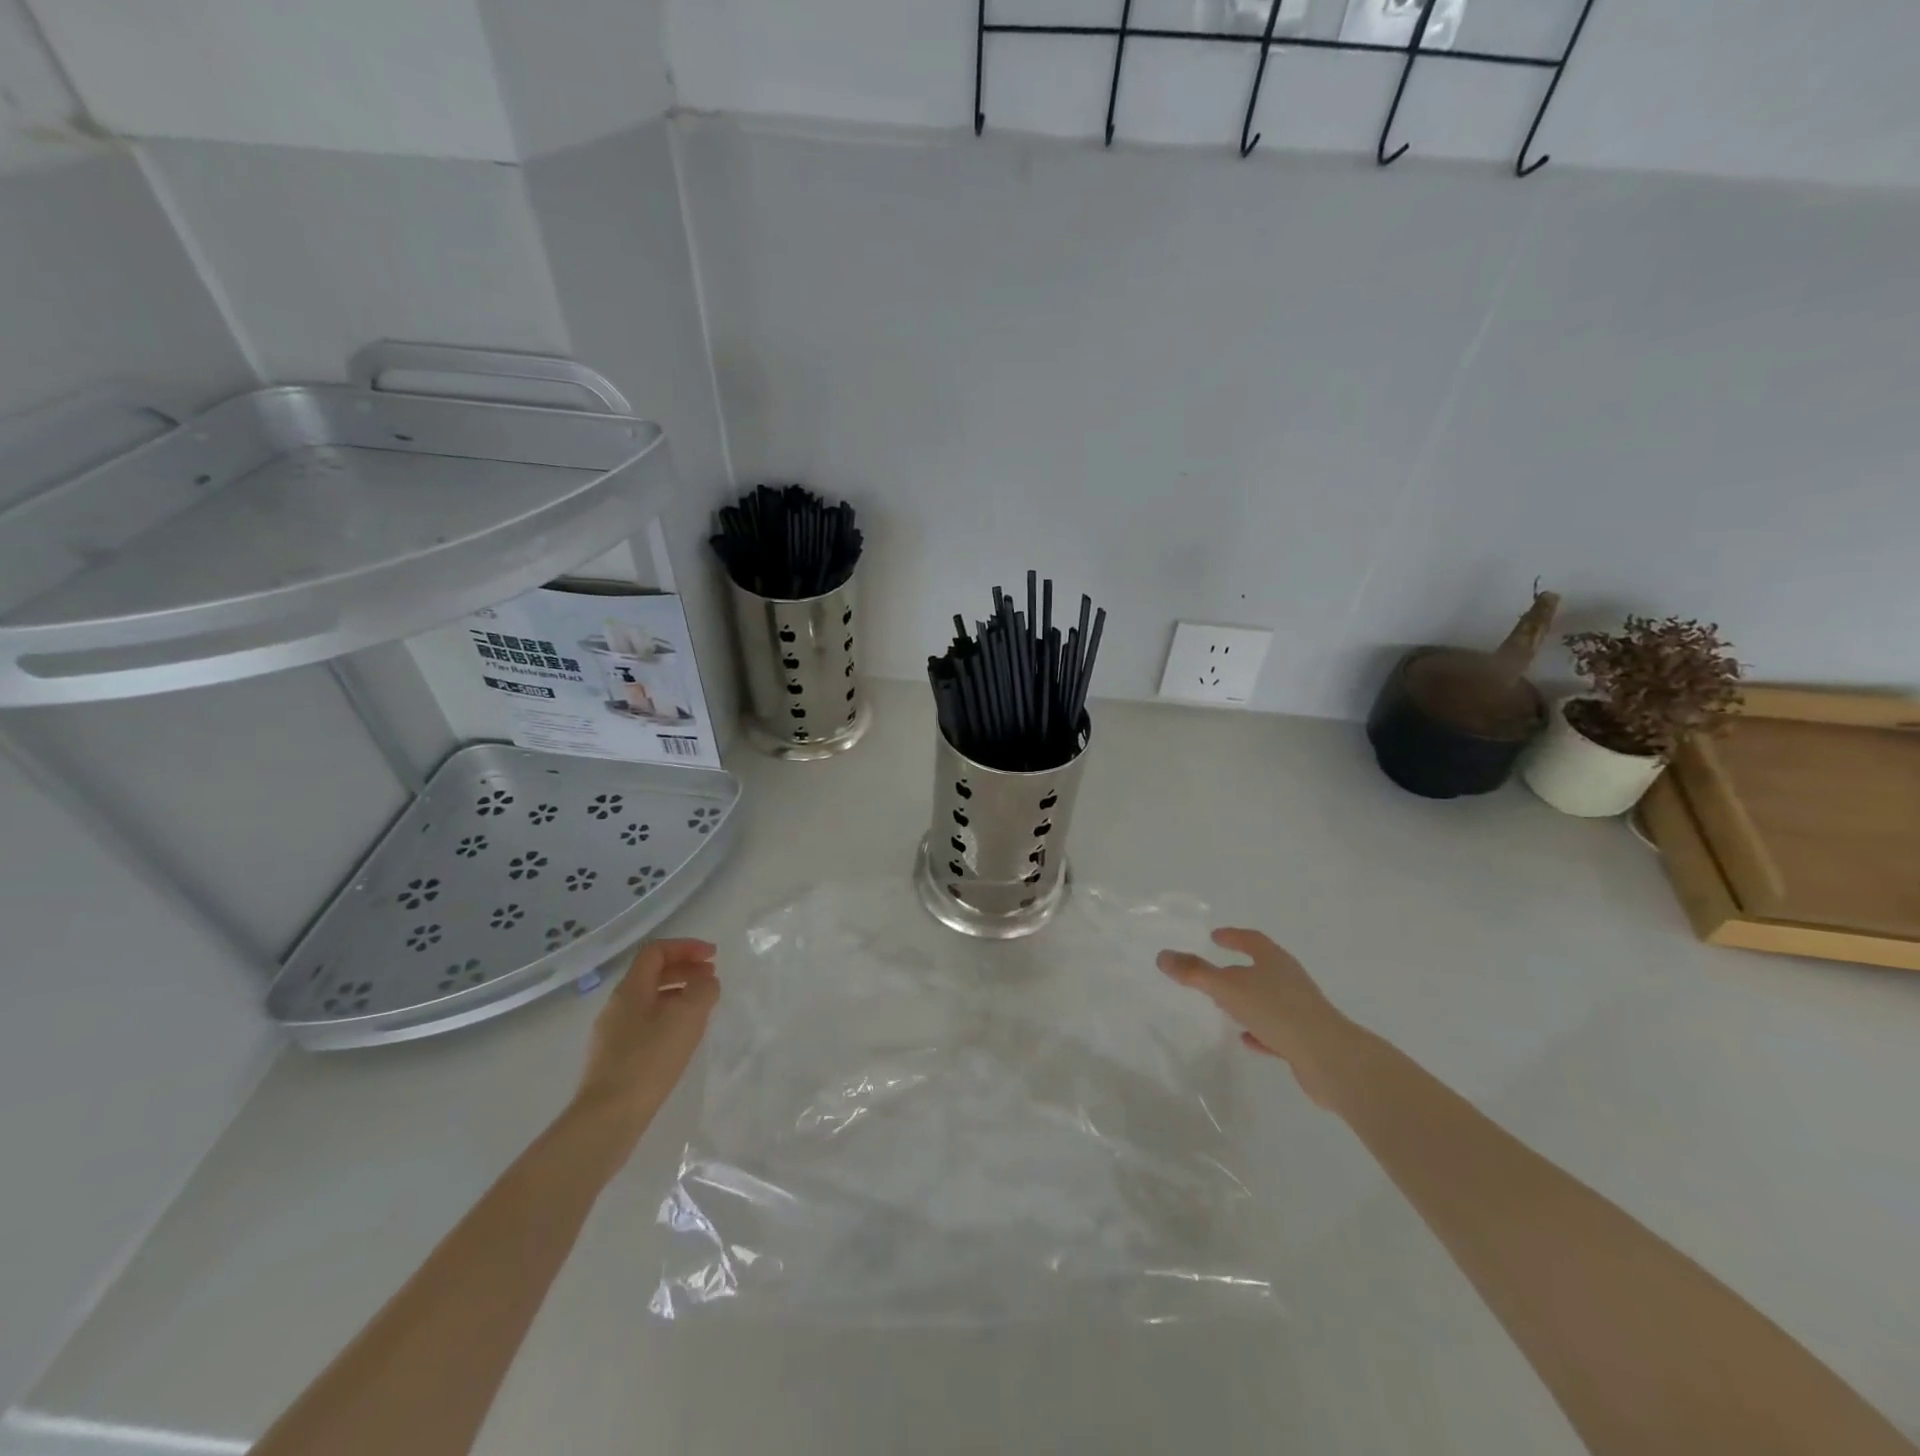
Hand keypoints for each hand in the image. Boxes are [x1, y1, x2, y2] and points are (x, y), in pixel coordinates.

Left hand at [570, 938, 718, 1143]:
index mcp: (630, 989)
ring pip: (650, 999)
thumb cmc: (649, 1061)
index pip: (656, 951)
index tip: (713, 956)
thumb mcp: (687, 1017)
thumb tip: (706, 982)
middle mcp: (617, 1005)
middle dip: (685, 969)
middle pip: (652, 973)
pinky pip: (646, 1022)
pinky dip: (669, 1017)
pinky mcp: (615, 1057)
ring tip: (702, 1007)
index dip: (686, 947)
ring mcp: (613, 1033)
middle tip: (712, 978)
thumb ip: (703, 990)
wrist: (607, 1119)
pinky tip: (683, 1037)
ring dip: (678, 993)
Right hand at [1158, 928, 1351, 1106]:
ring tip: (1226, 1007)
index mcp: (1274, 960)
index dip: (1232, 937)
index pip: (1251, 940)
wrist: (1330, 1058)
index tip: (1214, 936)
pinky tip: (1247, 1039)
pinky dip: (1260, 1030)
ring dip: (1249, 1001)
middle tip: (1215, 972)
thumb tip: (1162, 955)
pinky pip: (1276, 1029)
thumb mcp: (1227, 988)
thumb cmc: (1276, 1012)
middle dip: (1239, 969)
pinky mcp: (1306, 1039)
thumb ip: (1194, 972)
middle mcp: (1290, 980)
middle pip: (1262, 968)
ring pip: (1269, 999)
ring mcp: (1301, 1010)